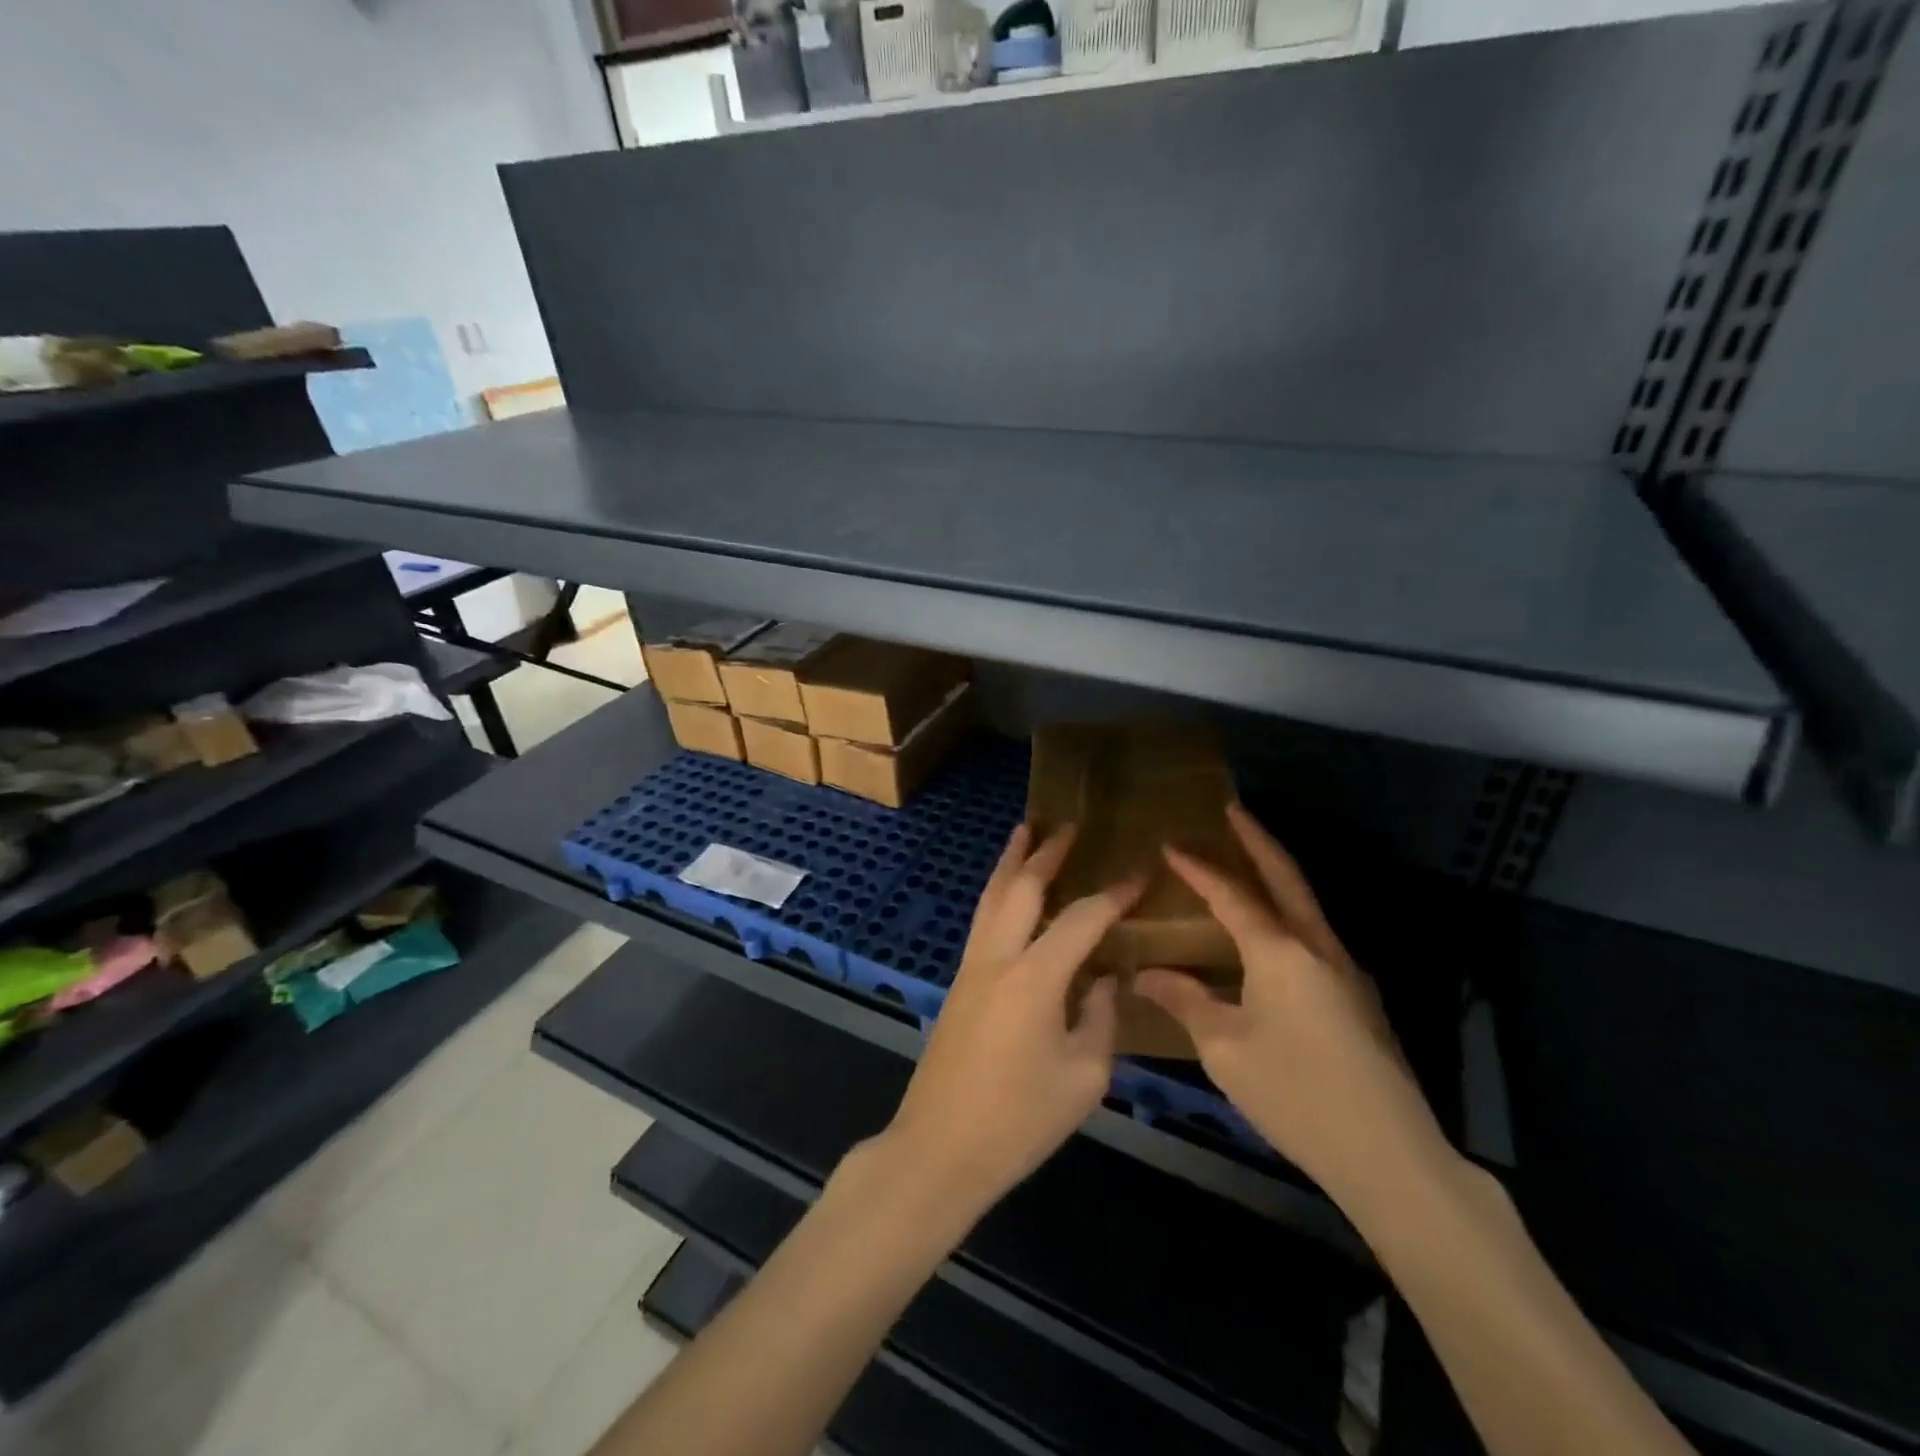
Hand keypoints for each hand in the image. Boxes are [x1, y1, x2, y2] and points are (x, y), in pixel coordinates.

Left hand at [877, 824, 1143, 1220]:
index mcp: (1034, 977)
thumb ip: (1101, 1017)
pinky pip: (983, 920)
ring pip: (992, 897)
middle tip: (1069, 827)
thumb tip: (1104, 979)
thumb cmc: (1019, 1120)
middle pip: (1021, 887)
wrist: (940, 1148)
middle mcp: (998, 957)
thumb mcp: (1084, 1076)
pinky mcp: (959, 983)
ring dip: (1011, 862)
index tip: (1140, 873)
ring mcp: (971, 967)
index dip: (1115, 893)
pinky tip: (1008, 894)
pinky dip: (999, 893)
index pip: (1082, 918)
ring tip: (1025, 832)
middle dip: (1047, 853)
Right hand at [1134, 804, 1454, 1218]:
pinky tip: (1272, 934)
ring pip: (1306, 903)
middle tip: (1233, 811)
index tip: (1171, 845)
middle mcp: (1317, 946)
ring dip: (1277, 874)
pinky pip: (1315, 935)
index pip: (1231, 894)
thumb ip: (1186, 1002)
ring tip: (1247, 862)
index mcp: (1279, 952)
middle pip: (1286, 876)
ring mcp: (1347, 970)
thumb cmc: (1295, 1094)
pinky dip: (1288, 913)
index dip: (1198, 868)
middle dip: (1257, 840)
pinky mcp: (1360, 997)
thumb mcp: (1225, 1050)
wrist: (1390, 1153)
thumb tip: (1147, 975)